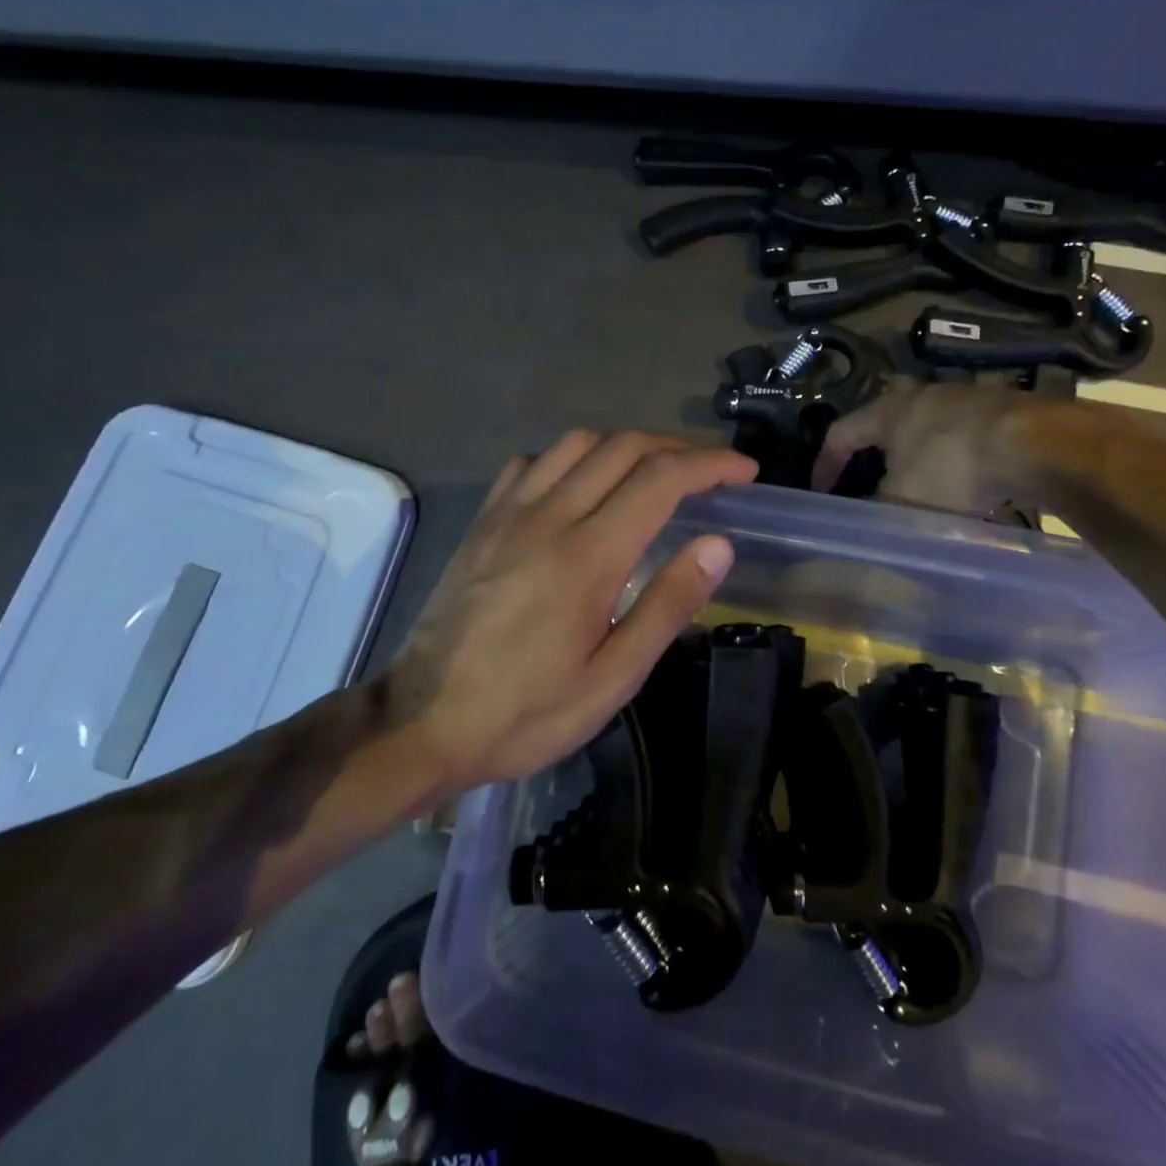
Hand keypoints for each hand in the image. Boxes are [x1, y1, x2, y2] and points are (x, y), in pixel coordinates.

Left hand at [385, 432, 755, 789]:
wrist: (420, 722)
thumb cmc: (525, 713)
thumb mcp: (612, 679)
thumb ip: (666, 606)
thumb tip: (718, 544)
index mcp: (587, 556)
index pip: (661, 479)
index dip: (711, 465)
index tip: (745, 472)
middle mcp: (548, 516)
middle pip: (623, 447)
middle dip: (678, 448)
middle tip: (712, 471)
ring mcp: (508, 513)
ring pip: (577, 443)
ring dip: (627, 445)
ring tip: (655, 473)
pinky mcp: (483, 522)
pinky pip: (533, 462)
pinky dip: (573, 458)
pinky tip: (583, 486)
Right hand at [812, 381, 1048, 511]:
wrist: (1035, 444)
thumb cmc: (952, 470)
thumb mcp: (902, 503)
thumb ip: (874, 515)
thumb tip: (859, 527)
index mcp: (887, 412)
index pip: (840, 433)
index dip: (825, 464)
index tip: (820, 492)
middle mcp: (922, 396)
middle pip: (884, 425)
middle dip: (872, 456)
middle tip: (865, 484)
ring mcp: (966, 399)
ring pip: (927, 430)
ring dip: (915, 459)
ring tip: (917, 490)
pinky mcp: (1002, 411)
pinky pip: (964, 437)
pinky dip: (954, 462)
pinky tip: (966, 487)